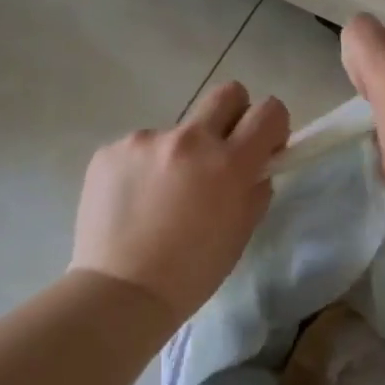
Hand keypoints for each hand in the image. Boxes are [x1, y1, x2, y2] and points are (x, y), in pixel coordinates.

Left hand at [70, 82, 289, 323]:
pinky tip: (135, 202)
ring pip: (178, 130)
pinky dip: (144, 168)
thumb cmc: (192, 272)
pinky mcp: (110, 150)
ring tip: (162, 197)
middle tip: (222, 154)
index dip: (273, 125)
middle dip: (234, 116)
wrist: (120, 291)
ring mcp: (145, 141)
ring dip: (181, 153)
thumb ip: (255, 189)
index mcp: (228, 163)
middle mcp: (189, 140)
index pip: (269, 111)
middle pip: (227, 93)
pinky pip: (141, 148)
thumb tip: (255, 167)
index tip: (265, 147)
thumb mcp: (240, 232)